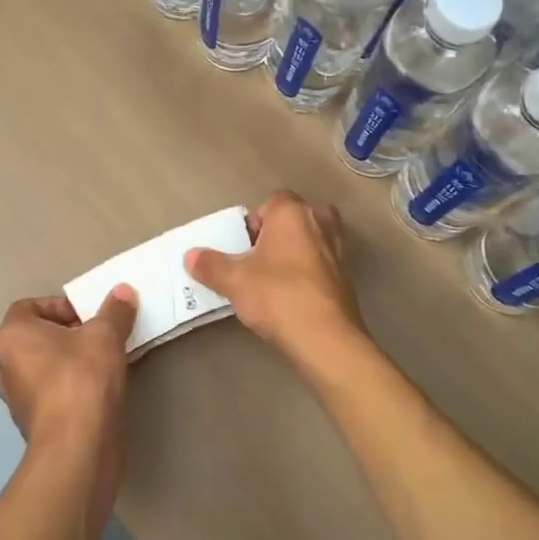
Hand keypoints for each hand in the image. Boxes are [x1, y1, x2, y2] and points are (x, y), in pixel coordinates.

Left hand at [0, 286, 137, 475]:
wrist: (77, 447)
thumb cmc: (82, 377)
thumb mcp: (105, 335)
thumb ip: (114, 310)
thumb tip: (123, 291)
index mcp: (12, 336)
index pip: (30, 307)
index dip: (60, 306)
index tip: (88, 317)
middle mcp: (5, 366)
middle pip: (37, 338)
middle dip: (68, 334)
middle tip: (98, 338)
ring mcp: (16, 399)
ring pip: (44, 367)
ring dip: (69, 362)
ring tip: (101, 364)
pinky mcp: (33, 425)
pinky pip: (51, 394)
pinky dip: (70, 388)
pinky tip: (97, 392)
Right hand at [184, 191, 364, 359]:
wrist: (325, 338)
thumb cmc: (277, 296)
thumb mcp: (234, 281)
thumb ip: (210, 265)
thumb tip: (191, 256)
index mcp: (293, 212)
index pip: (272, 201)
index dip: (255, 221)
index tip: (243, 246)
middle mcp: (320, 221)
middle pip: (294, 218)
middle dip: (277, 234)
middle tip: (258, 260)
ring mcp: (338, 248)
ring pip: (311, 240)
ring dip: (294, 252)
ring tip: (273, 280)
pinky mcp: (347, 276)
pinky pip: (322, 263)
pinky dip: (308, 272)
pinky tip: (292, 296)